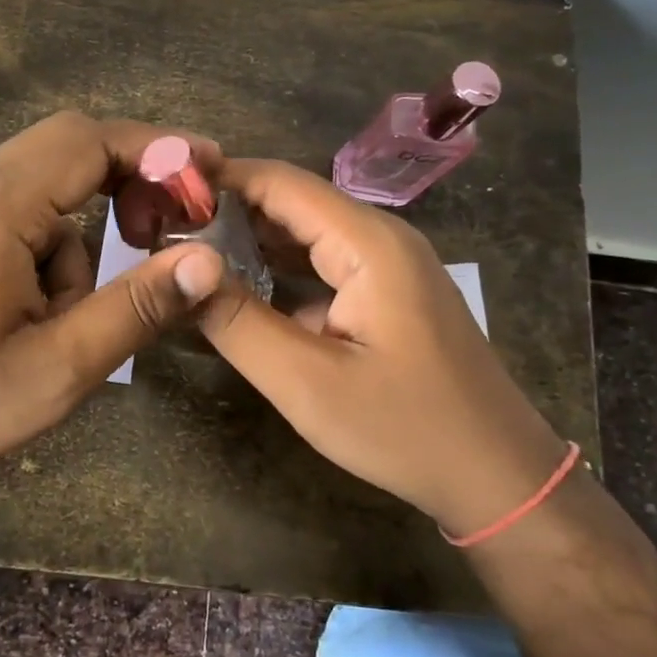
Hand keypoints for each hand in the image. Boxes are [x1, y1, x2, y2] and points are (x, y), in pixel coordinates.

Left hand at [0, 113, 226, 501]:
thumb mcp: (56, 368)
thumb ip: (134, 309)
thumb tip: (206, 260)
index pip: (91, 139)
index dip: (160, 149)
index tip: (212, 176)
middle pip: (68, 150)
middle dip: (130, 182)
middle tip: (169, 231)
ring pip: (48, 195)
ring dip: (84, 239)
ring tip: (79, 317)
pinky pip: (21, 224)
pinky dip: (53, 256)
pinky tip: (39, 321)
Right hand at [196, 159, 567, 536]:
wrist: (496, 475)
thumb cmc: (403, 428)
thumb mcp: (306, 381)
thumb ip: (237, 322)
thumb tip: (182, 269)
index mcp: (367, 243)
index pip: (280, 183)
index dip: (218, 181)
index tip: (160, 196)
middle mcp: (380, 238)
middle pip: (292, 204)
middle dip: (227, 212)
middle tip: (162, 231)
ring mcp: (388, 266)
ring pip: (306, 235)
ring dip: (250, 242)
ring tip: (186, 256)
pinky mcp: (387, 295)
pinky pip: (323, 266)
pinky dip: (278, 272)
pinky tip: (239, 291)